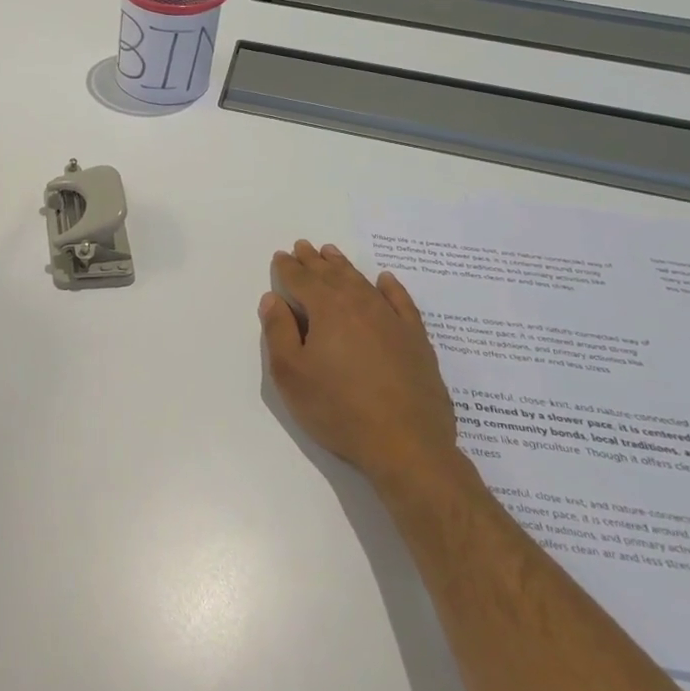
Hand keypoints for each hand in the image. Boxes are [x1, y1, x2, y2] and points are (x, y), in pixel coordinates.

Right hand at [260, 241, 460, 492]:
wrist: (406, 443)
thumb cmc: (338, 409)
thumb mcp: (291, 374)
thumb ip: (278, 332)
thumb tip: (273, 299)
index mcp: (327, 310)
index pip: (302, 280)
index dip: (288, 267)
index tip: (281, 256)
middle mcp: (360, 305)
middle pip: (333, 275)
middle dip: (315, 261)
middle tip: (304, 247)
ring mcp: (392, 321)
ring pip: (363, 283)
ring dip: (345, 267)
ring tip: (332, 254)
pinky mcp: (416, 340)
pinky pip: (401, 302)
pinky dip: (390, 287)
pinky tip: (384, 280)